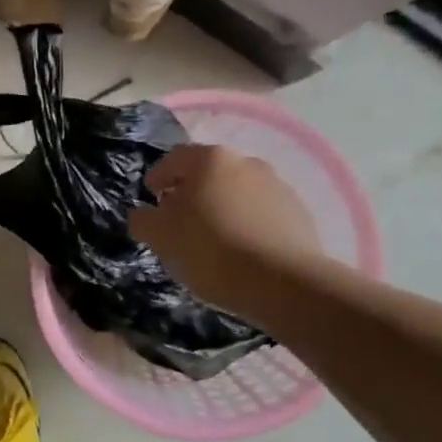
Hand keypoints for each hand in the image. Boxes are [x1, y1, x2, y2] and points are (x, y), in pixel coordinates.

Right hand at [129, 144, 320, 315]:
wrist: (283, 282)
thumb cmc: (211, 251)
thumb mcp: (160, 237)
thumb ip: (143, 220)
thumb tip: (145, 214)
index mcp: (209, 159)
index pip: (173, 159)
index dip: (157, 178)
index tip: (150, 201)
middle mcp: (246, 162)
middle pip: (208, 174)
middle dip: (191, 195)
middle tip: (179, 224)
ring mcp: (277, 185)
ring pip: (237, 193)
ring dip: (222, 209)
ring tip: (214, 242)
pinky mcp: (299, 212)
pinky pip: (261, 213)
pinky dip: (247, 225)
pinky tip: (243, 253)